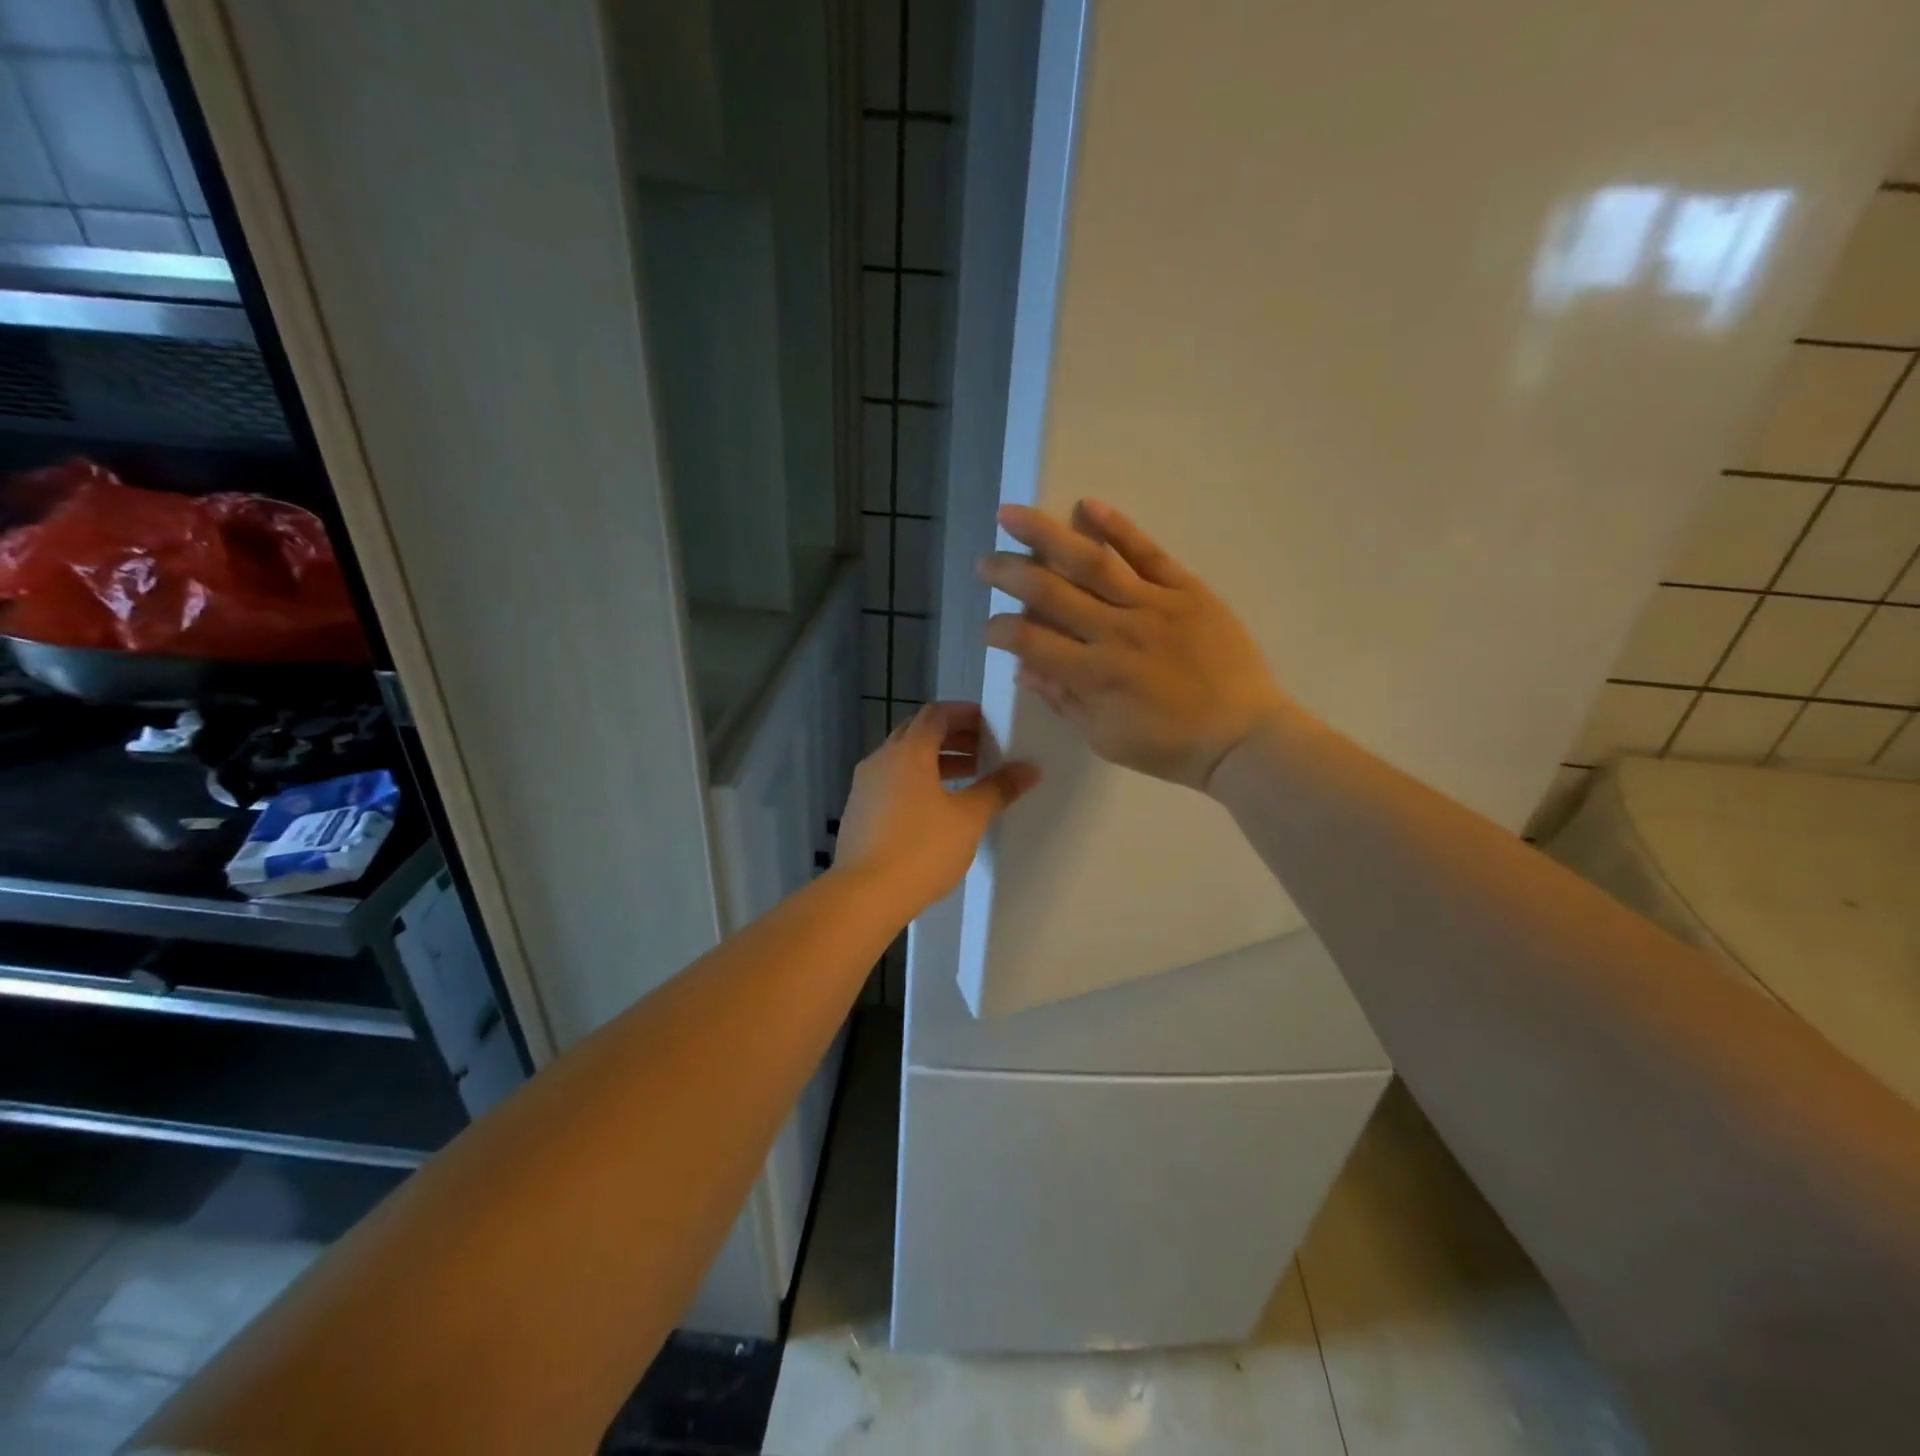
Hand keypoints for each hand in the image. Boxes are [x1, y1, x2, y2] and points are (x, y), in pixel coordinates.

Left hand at [832, 701, 1038, 915]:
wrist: (864, 894)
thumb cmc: (921, 849)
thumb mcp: (969, 818)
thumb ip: (998, 789)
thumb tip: (1029, 769)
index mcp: (908, 751)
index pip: (935, 714)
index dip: (963, 714)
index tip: (989, 724)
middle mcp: (881, 760)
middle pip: (917, 733)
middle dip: (952, 737)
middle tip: (983, 750)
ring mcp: (864, 786)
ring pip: (903, 760)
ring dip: (935, 761)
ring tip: (968, 779)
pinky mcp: (858, 812)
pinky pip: (891, 782)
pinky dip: (916, 782)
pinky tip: (936, 808)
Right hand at [979, 500, 1288, 789]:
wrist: (1242, 737)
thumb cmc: (1170, 746)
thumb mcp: (1106, 738)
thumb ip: (1063, 700)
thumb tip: (1023, 669)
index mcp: (1093, 674)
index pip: (1030, 641)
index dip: (1001, 631)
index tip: (990, 627)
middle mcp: (1115, 632)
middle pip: (1050, 593)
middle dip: (1009, 574)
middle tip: (984, 562)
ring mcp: (1152, 605)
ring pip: (1091, 563)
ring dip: (1046, 536)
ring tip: (1012, 515)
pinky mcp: (1186, 590)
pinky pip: (1148, 553)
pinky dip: (1118, 528)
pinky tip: (1088, 506)